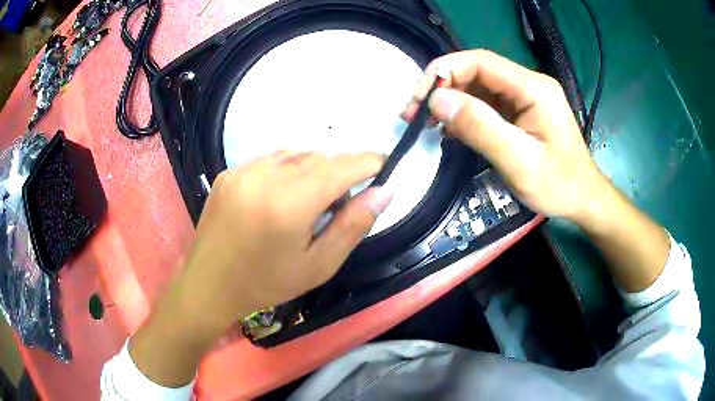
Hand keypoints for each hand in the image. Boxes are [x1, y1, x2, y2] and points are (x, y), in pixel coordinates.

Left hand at [178, 151, 390, 333]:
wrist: (209, 285)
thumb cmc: (266, 283)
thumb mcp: (318, 265)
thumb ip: (353, 225)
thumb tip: (384, 192)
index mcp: (290, 203)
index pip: (341, 167)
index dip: (367, 161)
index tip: (383, 164)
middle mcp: (265, 177)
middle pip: (319, 157)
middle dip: (340, 171)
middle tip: (340, 202)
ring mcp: (243, 170)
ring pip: (296, 154)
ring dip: (314, 169)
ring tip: (310, 200)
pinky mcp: (229, 172)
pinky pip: (271, 159)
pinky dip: (288, 169)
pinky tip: (283, 194)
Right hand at [403, 50, 605, 220]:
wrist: (583, 199)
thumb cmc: (559, 184)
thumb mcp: (520, 160)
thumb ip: (480, 128)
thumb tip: (437, 100)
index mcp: (533, 88)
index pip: (480, 62)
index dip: (444, 71)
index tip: (419, 98)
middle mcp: (527, 85)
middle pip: (475, 72)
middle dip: (441, 87)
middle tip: (413, 114)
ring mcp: (523, 99)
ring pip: (476, 88)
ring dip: (448, 101)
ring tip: (424, 122)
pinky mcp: (518, 113)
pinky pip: (484, 105)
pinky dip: (462, 114)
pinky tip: (448, 130)